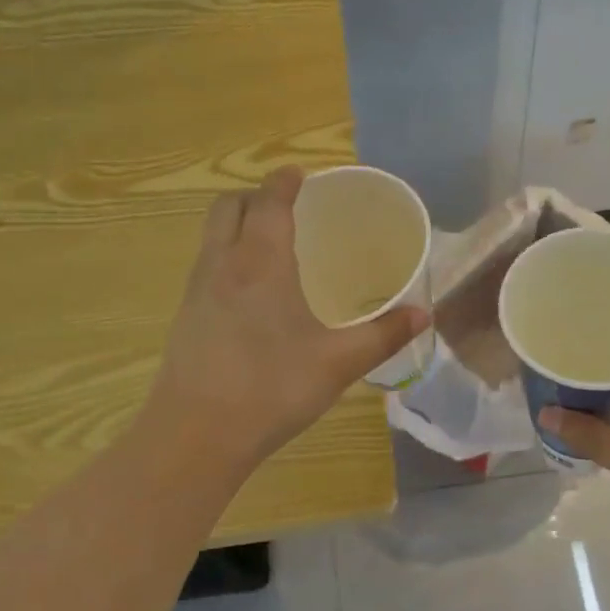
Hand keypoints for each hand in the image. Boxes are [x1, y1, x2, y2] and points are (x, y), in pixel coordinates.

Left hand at [145, 166, 428, 471]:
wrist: (196, 435)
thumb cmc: (271, 389)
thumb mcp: (338, 363)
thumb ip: (383, 335)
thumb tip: (424, 314)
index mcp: (261, 262)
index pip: (268, 200)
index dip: (284, 181)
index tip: (301, 175)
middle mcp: (223, 265)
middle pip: (228, 207)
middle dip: (255, 195)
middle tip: (287, 207)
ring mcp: (196, 291)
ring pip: (212, 236)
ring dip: (237, 225)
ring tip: (271, 244)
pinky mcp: (185, 318)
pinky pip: (206, 266)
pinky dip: (227, 257)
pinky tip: (251, 294)